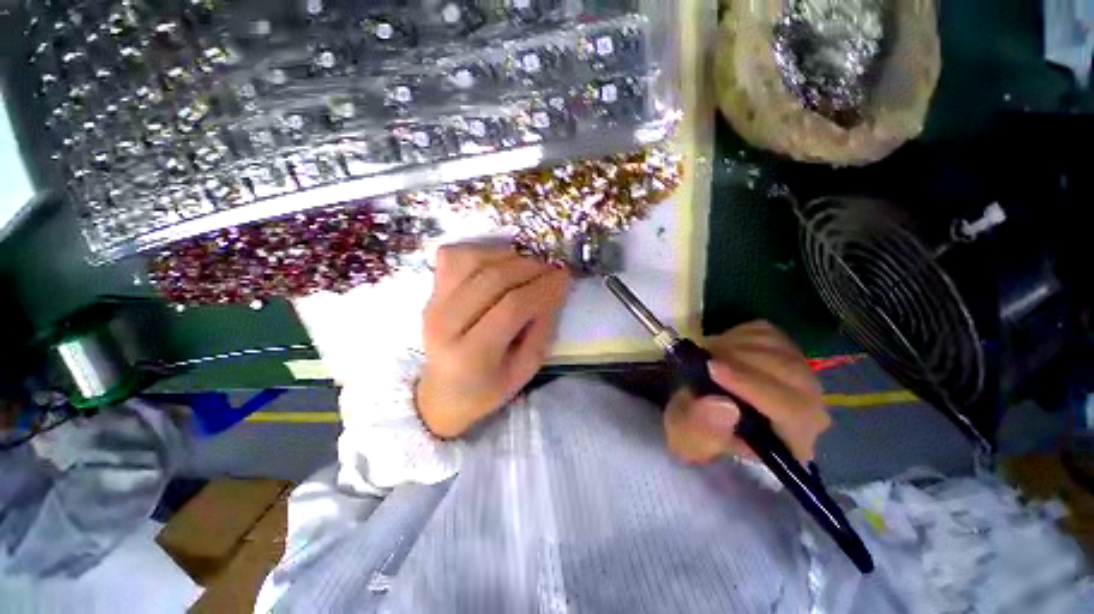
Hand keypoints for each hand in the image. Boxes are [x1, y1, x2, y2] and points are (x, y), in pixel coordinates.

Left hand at [416, 244, 571, 438]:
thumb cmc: (489, 386)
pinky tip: (501, 264)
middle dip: (531, 268)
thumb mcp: (525, 369)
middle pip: (493, 278)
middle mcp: (445, 324)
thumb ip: (542, 328)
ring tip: (530, 268)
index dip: (543, 288)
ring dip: (510, 257)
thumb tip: (556, 287)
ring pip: (474, 259)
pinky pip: (456, 255)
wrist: (444, 391)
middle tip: (553, 271)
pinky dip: (484, 252)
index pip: (512, 308)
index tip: (566, 278)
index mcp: (470, 355)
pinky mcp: (431, 290)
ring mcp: (433, 302)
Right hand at [664, 321, 829, 463]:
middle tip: (703, 357)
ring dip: (734, 346)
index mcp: (792, 441)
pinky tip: (720, 350)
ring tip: (707, 356)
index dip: (752, 386)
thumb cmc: (698, 431)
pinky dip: (736, 335)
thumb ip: (702, 429)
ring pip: (775, 347)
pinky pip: (764, 332)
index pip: (791, 410)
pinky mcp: (783, 348)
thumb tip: (724, 406)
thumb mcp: (688, 438)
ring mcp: (799, 373)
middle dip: (740, 360)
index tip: (712, 368)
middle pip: (789, 372)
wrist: (700, 410)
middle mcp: (808, 407)